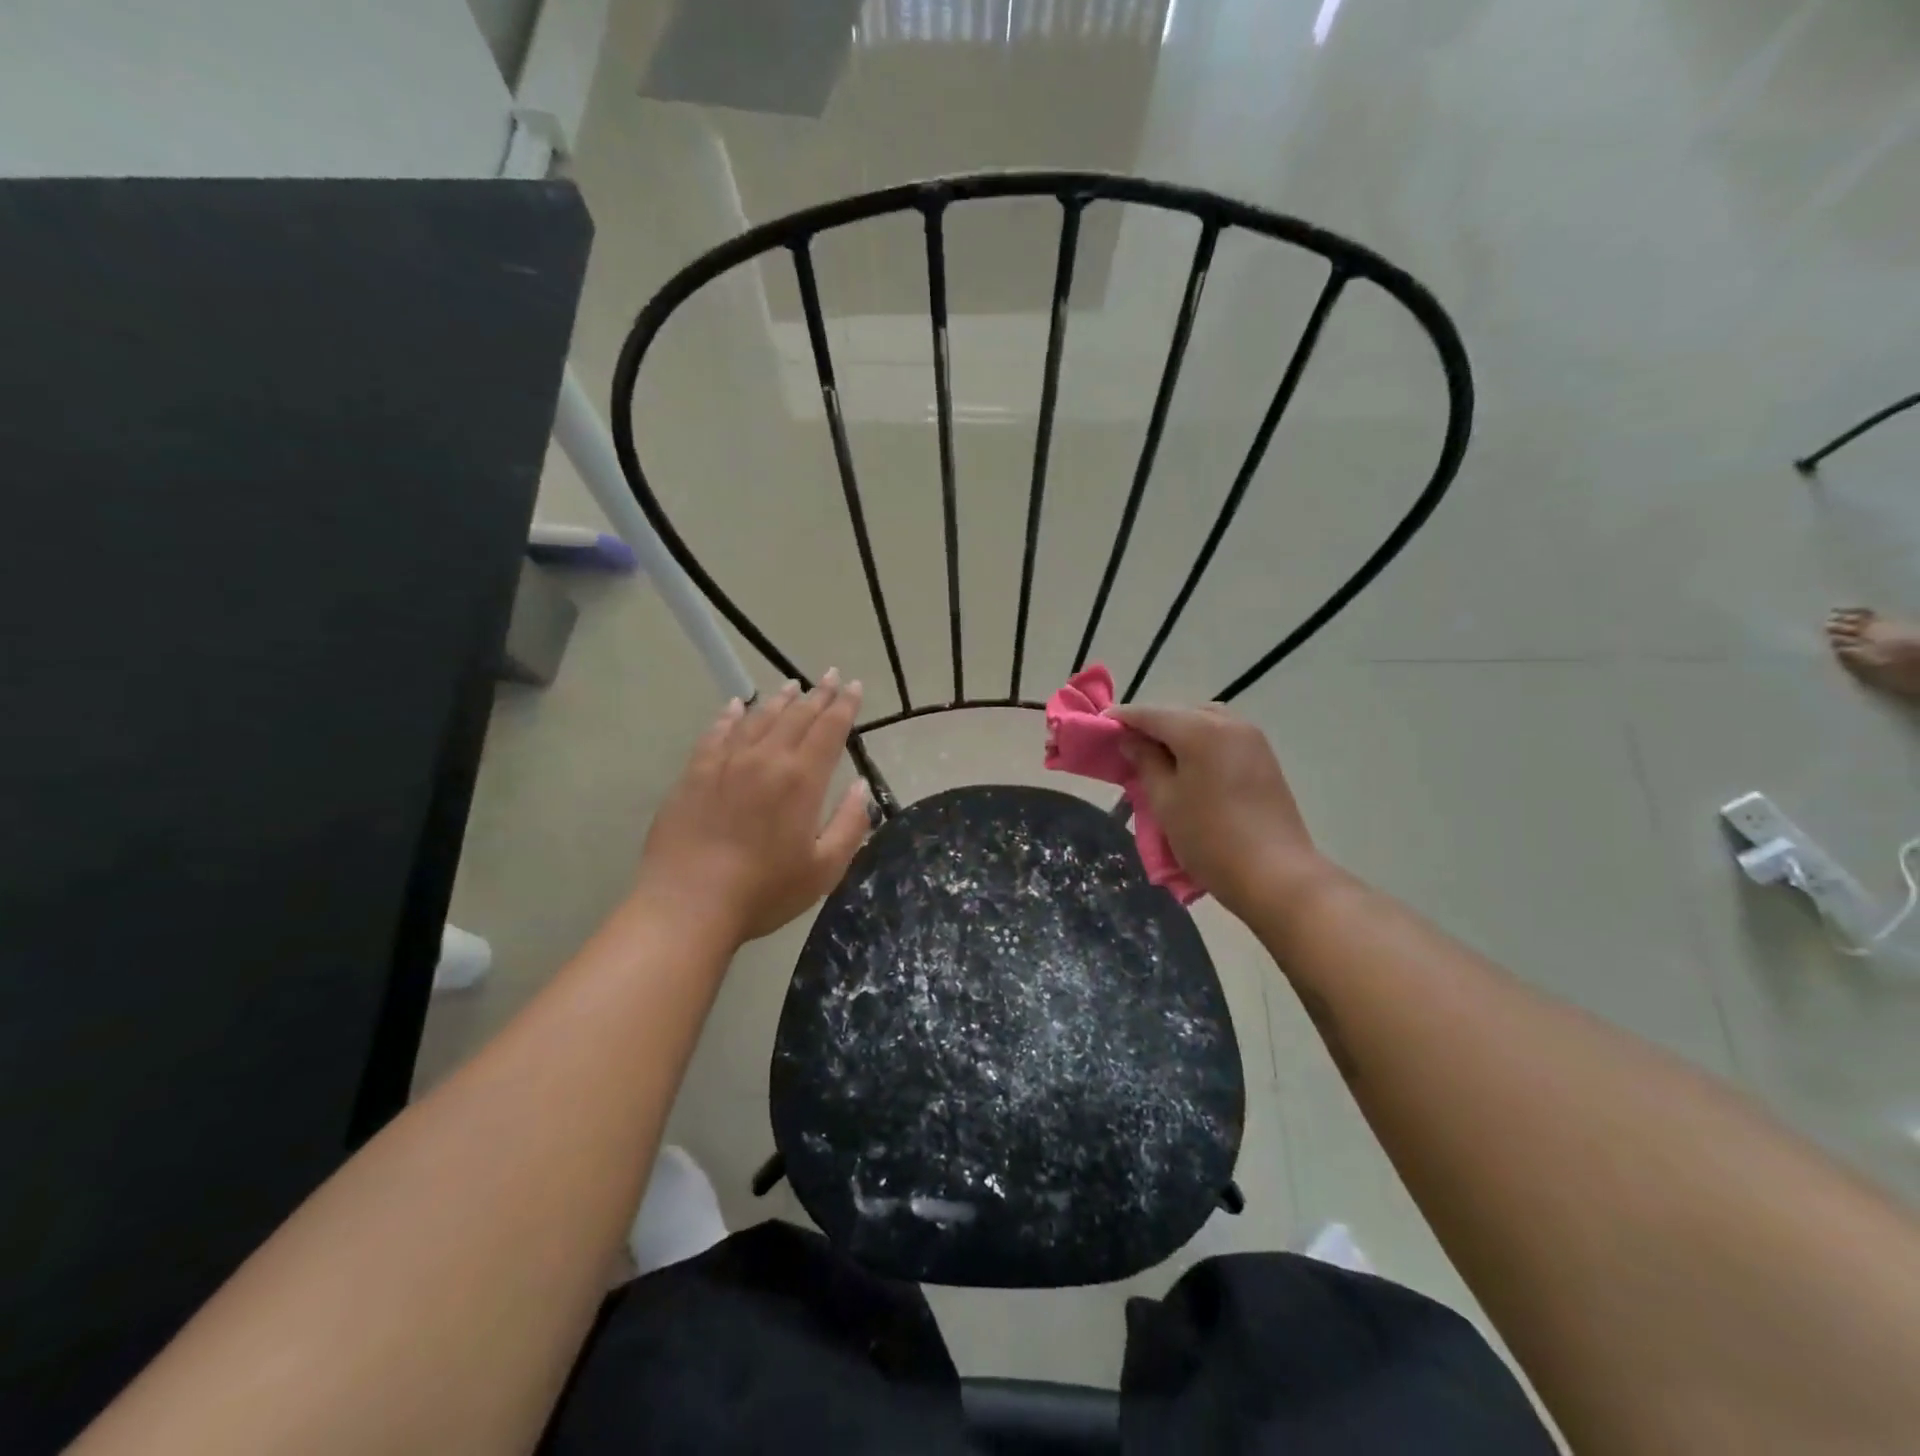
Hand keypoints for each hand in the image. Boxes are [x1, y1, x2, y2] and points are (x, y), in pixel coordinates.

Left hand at [634, 672, 870, 943]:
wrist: (688, 905)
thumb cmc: (764, 891)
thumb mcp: (824, 868)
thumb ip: (850, 824)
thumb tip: (860, 787)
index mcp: (801, 780)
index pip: (830, 730)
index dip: (844, 706)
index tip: (853, 685)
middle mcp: (765, 760)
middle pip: (796, 716)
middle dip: (817, 694)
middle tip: (829, 675)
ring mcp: (725, 763)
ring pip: (758, 719)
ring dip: (779, 699)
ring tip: (792, 685)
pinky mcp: (694, 774)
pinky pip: (716, 733)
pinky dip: (729, 716)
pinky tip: (736, 706)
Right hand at [1107, 703, 1324, 920]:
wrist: (1276, 875)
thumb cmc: (1210, 838)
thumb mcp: (1165, 801)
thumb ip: (1145, 762)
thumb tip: (1132, 740)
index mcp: (1200, 730)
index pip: (1151, 714)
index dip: (1123, 717)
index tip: (1100, 724)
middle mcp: (1229, 723)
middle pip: (1180, 713)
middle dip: (1152, 724)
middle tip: (1128, 745)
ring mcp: (1252, 739)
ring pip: (1204, 722)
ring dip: (1178, 732)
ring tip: (1157, 757)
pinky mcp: (1265, 758)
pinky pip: (1223, 737)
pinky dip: (1201, 742)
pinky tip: (1188, 765)